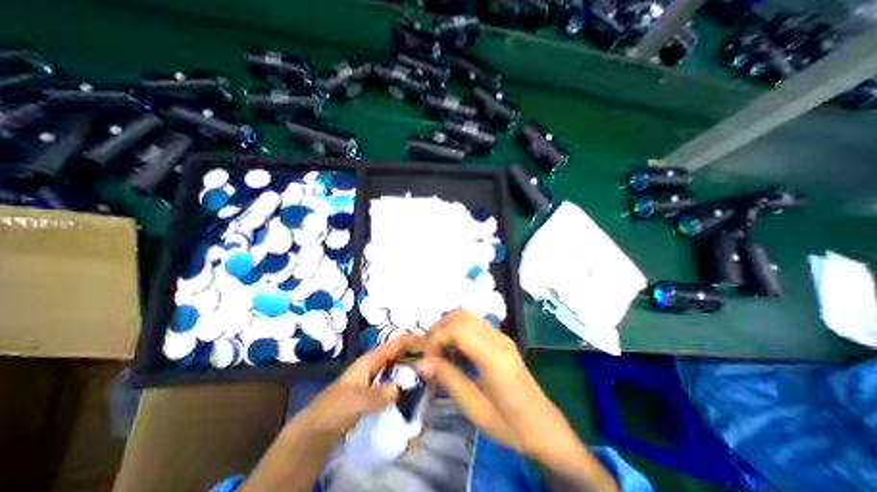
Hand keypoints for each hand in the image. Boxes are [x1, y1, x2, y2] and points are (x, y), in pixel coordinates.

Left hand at [293, 334, 422, 441]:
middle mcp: (376, 364)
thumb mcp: (354, 402)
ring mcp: (377, 377)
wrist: (316, 430)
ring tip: (431, 369)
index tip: (431, 342)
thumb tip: (399, 388)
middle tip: (436, 356)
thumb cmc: (333, 410)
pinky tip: (417, 386)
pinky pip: (397, 380)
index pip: (395, 344)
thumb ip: (376, 395)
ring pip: (400, 364)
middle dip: (417, 351)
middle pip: (400, 352)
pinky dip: (408, 379)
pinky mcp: (377, 391)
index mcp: (370, 360)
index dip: (412, 340)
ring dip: (414, 364)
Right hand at [415, 309, 615, 489]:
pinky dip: (459, 328)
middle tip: (428, 351)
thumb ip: (448, 379)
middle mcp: (498, 339)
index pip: (458, 330)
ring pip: (468, 316)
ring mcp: (502, 336)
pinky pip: (475, 323)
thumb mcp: (475, 409)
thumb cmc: (510, 425)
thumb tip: (422, 362)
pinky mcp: (502, 339)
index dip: (436, 338)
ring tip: (437, 348)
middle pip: (462, 316)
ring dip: (448, 326)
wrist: (544, 427)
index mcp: (494, 357)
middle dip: (439, 328)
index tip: (425, 357)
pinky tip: (454, 348)